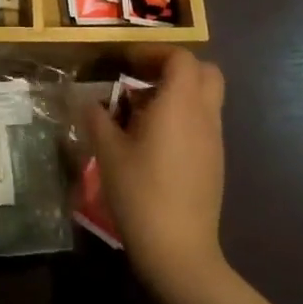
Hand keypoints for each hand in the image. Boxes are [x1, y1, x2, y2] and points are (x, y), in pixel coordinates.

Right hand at [84, 46, 227, 301]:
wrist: (180, 251)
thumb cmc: (141, 193)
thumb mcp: (108, 152)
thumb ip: (97, 118)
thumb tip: (87, 100)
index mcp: (180, 103)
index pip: (181, 57)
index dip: (154, 52)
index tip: (127, 63)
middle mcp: (204, 114)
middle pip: (205, 72)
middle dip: (174, 68)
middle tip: (142, 79)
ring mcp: (214, 140)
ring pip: (205, 98)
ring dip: (177, 94)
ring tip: (140, 112)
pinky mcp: (215, 163)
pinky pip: (203, 123)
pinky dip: (183, 117)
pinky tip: (154, 142)